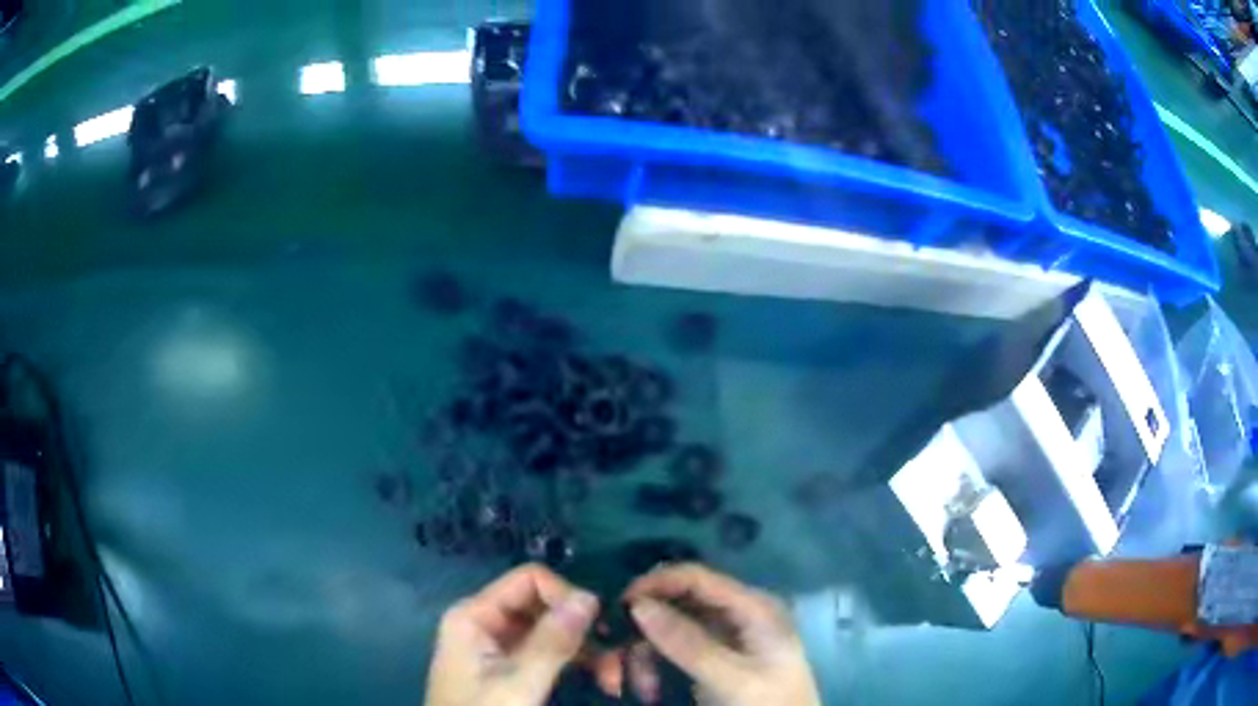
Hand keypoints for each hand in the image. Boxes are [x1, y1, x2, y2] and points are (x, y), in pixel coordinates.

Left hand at [426, 564, 599, 705]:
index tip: (600, 628)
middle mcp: (486, 622)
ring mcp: (499, 647)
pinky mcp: (511, 669)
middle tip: (618, 660)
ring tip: (614, 679)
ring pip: (553, 631)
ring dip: (587, 651)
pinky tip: (603, 681)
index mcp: (475, 615)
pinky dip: (577, 665)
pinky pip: (550, 654)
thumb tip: (590, 595)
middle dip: (583, 630)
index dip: (567, 597)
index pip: (530, 580)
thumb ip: (552, 642)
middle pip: (544, 606)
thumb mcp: (518, 684)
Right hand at [623, 564, 820, 705]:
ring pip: (668, 629)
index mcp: (752, 606)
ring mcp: (723, 637)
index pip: (696, 577)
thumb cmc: (769, 705)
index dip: (654, 584)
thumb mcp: (731, 679)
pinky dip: (654, 667)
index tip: (616, 607)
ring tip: (640, 688)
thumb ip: (688, 643)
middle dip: (643, 630)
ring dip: (644, 655)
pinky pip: (671, 651)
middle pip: (676, 603)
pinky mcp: (711, 659)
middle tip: (614, 659)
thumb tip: (638, 604)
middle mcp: (736, 614)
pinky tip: (649, 691)